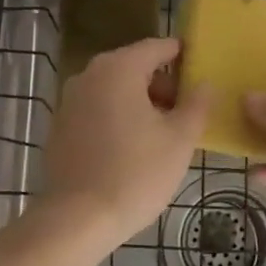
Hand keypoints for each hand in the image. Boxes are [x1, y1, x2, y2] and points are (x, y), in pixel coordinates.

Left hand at [40, 38, 212, 249]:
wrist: (77, 219)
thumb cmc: (135, 173)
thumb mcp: (179, 140)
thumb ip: (196, 105)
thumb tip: (205, 84)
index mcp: (118, 69)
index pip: (156, 47)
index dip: (181, 54)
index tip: (201, 67)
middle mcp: (89, 75)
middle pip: (134, 67)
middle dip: (162, 85)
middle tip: (186, 111)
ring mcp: (69, 100)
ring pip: (114, 90)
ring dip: (139, 103)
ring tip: (163, 134)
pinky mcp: (60, 126)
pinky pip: (96, 110)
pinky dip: (117, 118)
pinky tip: (132, 148)